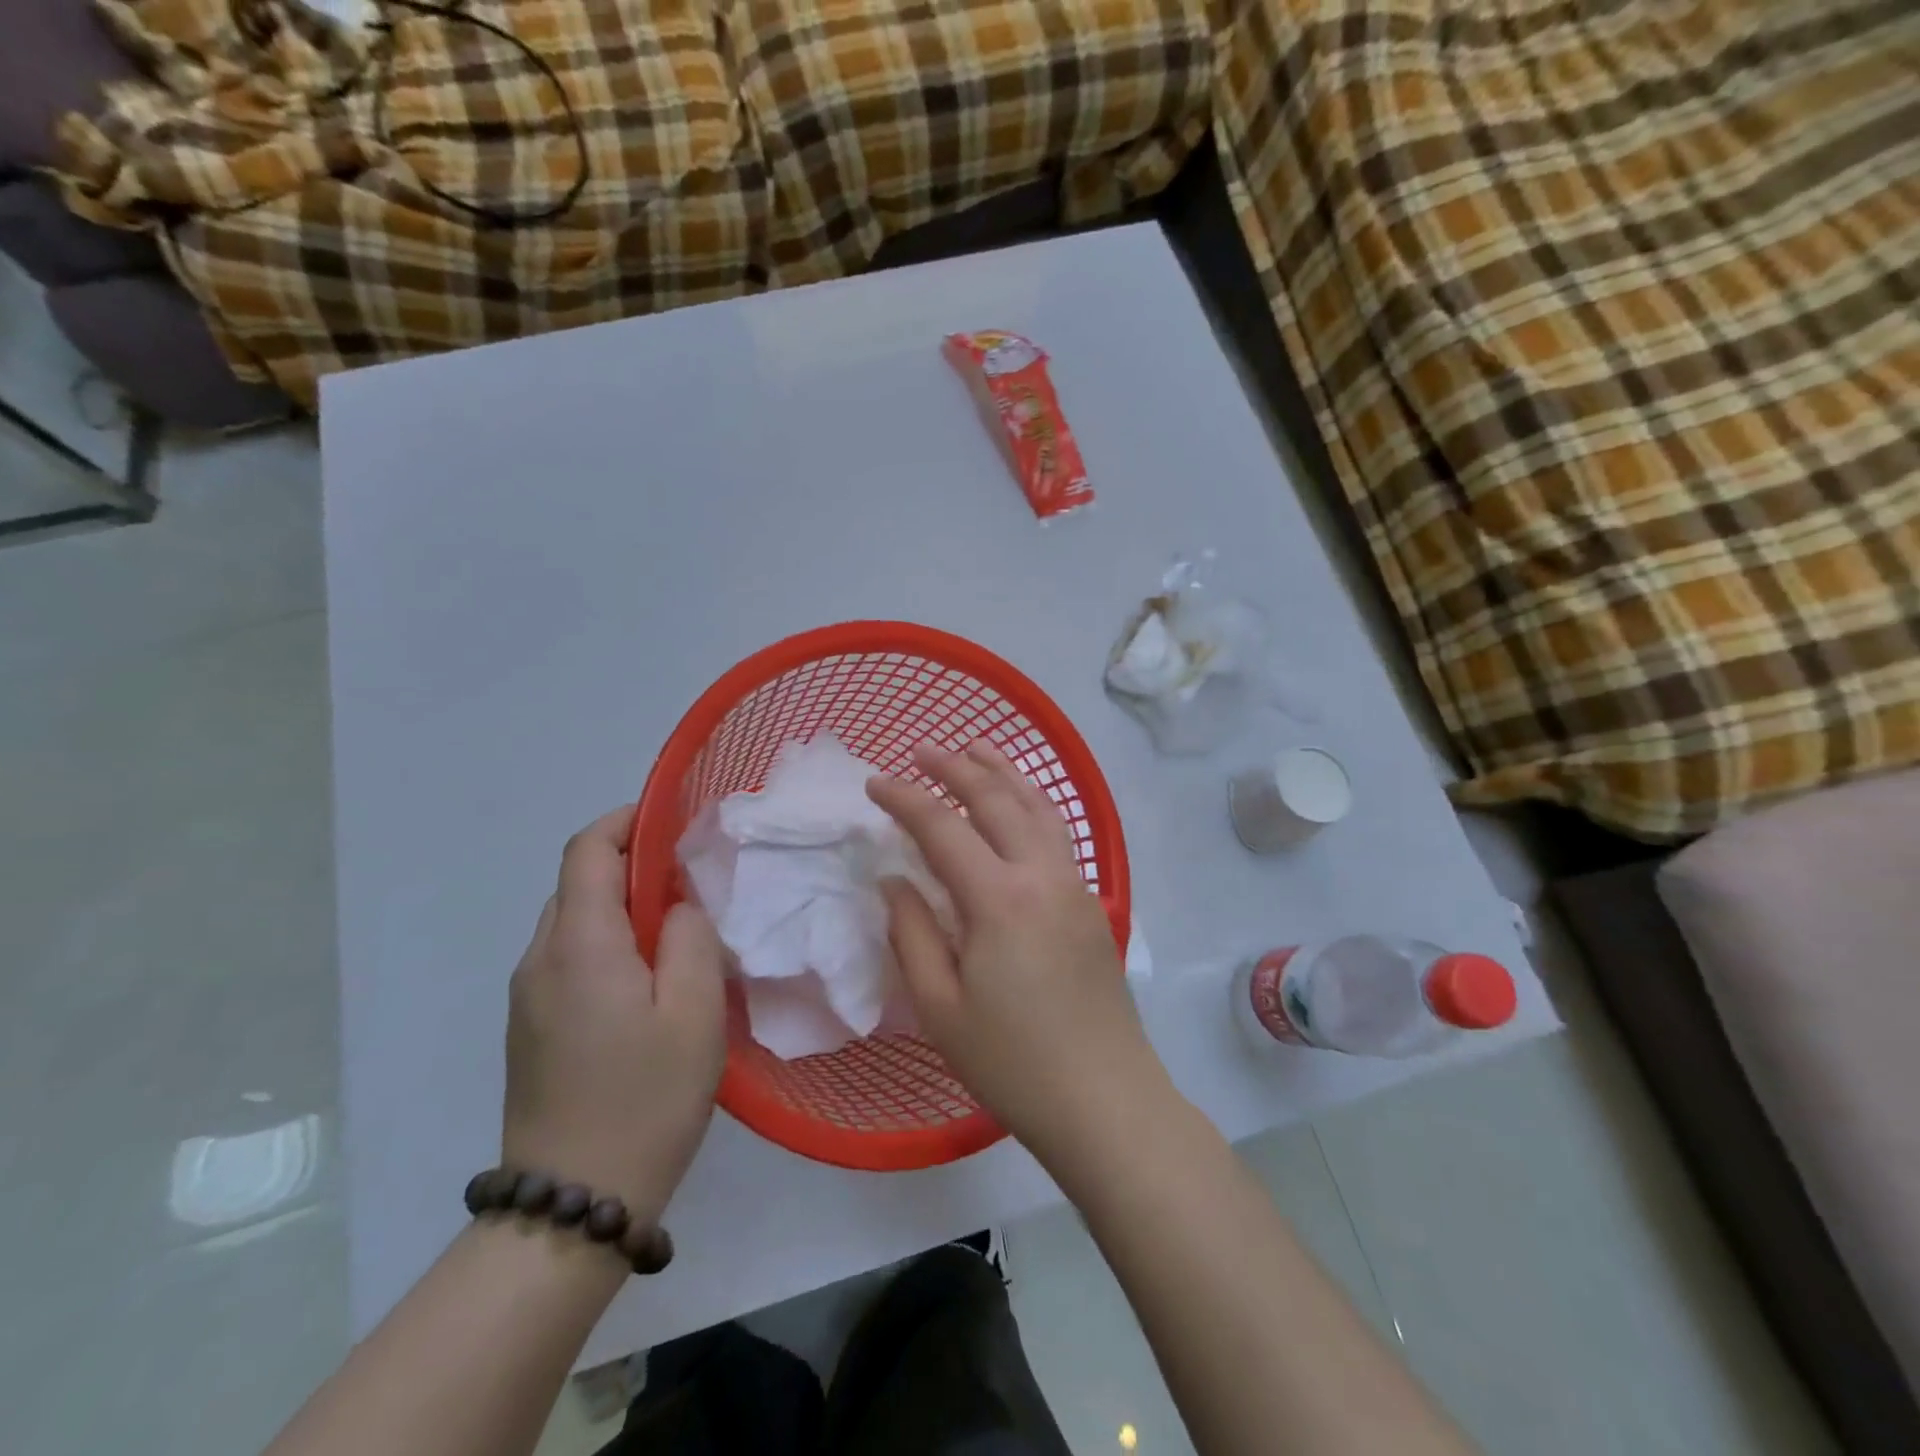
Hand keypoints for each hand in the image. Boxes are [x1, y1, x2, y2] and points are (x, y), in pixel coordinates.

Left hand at [503, 805, 726, 1223]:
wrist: (572, 1204)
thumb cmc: (646, 1099)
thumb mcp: (695, 1011)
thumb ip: (690, 937)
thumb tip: (675, 906)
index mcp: (580, 944)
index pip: (589, 849)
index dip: (628, 821)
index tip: (675, 821)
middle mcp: (540, 959)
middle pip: (578, 881)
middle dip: (632, 864)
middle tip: (691, 883)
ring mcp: (528, 996)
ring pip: (574, 920)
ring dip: (621, 906)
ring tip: (676, 931)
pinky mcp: (531, 1027)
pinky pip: (568, 958)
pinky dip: (608, 942)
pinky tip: (648, 980)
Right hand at [866, 742, 1166, 1164]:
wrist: (1105, 1099)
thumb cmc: (1011, 1062)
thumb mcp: (940, 1006)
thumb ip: (911, 932)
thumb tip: (895, 879)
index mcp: (999, 898)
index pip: (943, 827)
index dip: (905, 799)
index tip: (874, 784)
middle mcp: (1041, 874)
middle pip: (997, 800)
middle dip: (956, 768)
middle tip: (922, 750)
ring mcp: (1073, 885)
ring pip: (1038, 807)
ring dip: (1004, 772)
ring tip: (977, 748)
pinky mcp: (1090, 902)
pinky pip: (1057, 832)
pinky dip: (1032, 802)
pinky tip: (1020, 804)